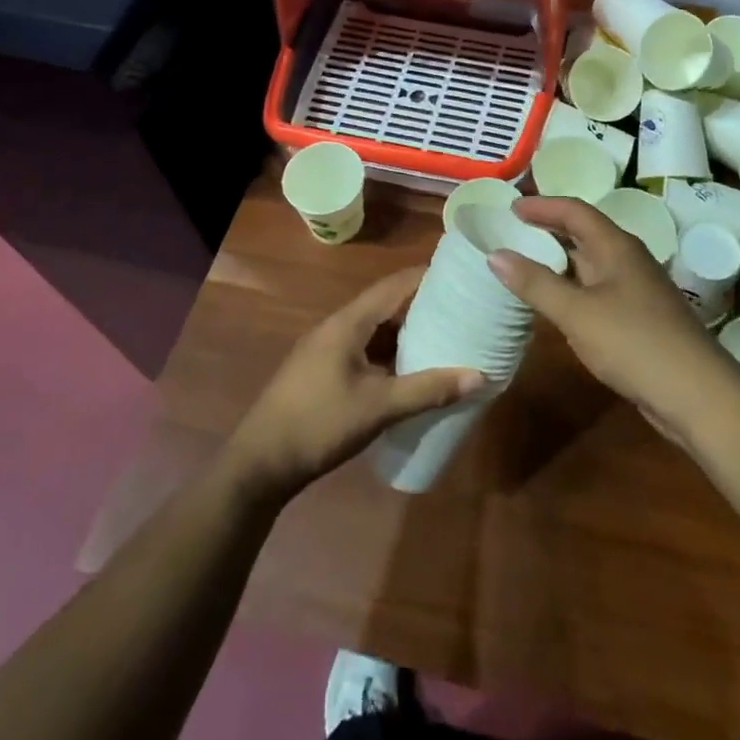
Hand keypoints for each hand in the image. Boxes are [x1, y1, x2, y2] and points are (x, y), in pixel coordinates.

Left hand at [225, 269, 484, 502]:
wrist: (260, 463)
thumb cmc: (319, 424)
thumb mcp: (378, 407)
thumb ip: (427, 389)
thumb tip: (479, 375)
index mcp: (349, 322)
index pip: (395, 284)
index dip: (427, 277)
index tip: (462, 276)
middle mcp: (338, 326)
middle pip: (387, 303)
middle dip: (423, 304)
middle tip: (463, 308)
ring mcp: (329, 348)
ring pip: (376, 328)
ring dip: (407, 330)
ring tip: (447, 335)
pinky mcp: (325, 369)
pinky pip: (366, 348)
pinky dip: (391, 351)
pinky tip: (412, 368)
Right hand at [487, 197, 727, 436]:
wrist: (697, 394)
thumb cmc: (634, 342)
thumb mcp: (577, 312)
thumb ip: (535, 283)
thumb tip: (495, 254)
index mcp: (616, 246)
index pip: (575, 211)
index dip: (543, 206)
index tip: (511, 207)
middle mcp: (628, 259)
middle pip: (584, 232)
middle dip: (549, 229)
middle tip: (512, 232)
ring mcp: (636, 289)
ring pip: (591, 263)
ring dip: (560, 260)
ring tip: (525, 264)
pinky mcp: (639, 317)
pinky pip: (597, 289)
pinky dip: (572, 287)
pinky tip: (556, 305)